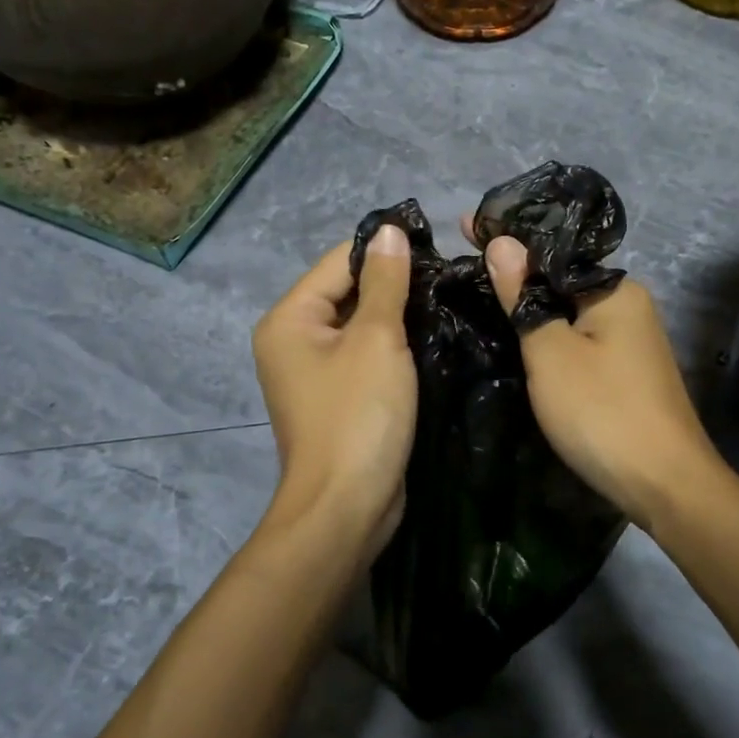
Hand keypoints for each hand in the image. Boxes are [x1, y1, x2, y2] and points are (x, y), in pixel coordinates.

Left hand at [252, 230, 416, 558]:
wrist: (347, 506)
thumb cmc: (358, 415)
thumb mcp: (377, 339)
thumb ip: (385, 282)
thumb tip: (390, 230)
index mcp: (290, 318)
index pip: (339, 261)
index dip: (385, 251)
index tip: (436, 250)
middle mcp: (293, 340)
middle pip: (347, 291)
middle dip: (394, 285)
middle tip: (449, 279)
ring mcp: (314, 372)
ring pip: (360, 325)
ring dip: (398, 316)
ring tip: (446, 303)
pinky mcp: (337, 397)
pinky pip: (365, 356)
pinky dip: (393, 347)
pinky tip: (431, 338)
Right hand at [483, 234, 721, 529]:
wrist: (665, 485)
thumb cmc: (601, 411)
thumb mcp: (550, 352)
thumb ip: (524, 297)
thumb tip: (502, 242)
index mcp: (615, 290)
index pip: (551, 251)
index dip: (506, 239)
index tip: (463, 226)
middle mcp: (629, 305)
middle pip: (561, 279)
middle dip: (516, 272)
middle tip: (463, 263)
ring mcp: (631, 341)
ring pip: (569, 312)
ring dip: (531, 305)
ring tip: (480, 293)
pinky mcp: (626, 372)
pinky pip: (579, 339)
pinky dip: (549, 334)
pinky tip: (520, 336)